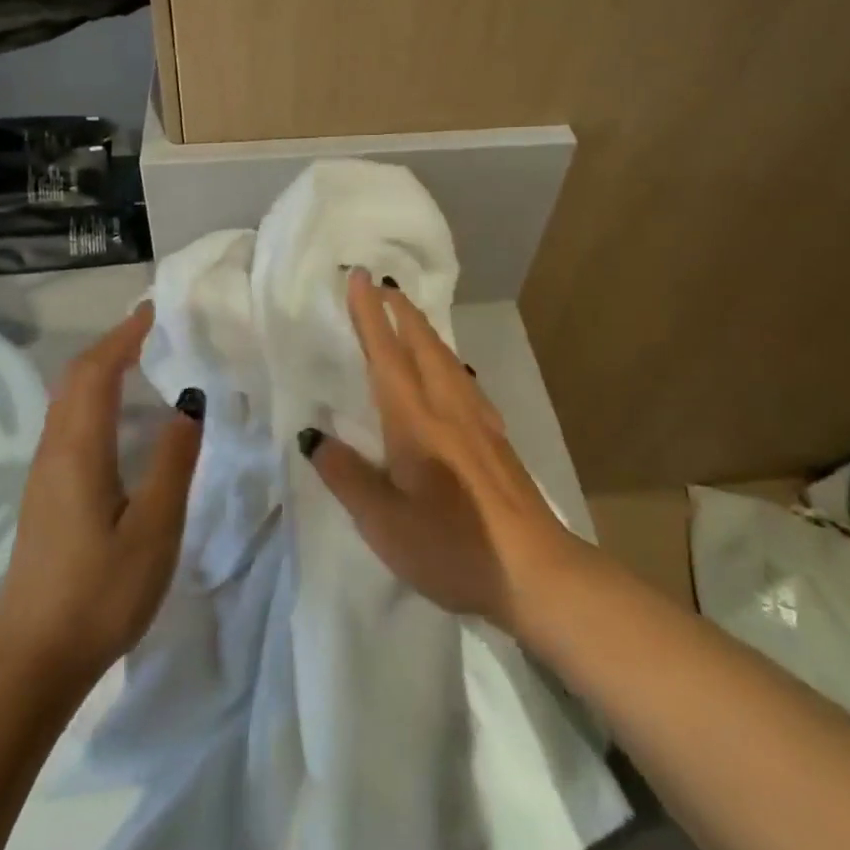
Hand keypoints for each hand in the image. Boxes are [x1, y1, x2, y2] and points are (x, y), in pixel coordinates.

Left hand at [0, 302, 203, 687]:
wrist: (31, 661)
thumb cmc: (100, 592)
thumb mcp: (154, 528)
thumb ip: (172, 461)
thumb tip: (189, 403)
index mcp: (78, 450)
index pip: (97, 371)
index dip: (124, 336)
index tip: (154, 311)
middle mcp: (54, 451)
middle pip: (75, 378)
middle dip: (110, 345)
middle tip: (150, 330)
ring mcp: (43, 475)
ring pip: (67, 401)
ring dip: (99, 370)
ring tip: (139, 361)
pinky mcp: (44, 496)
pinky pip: (67, 424)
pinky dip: (92, 399)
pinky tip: (116, 418)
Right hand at [306, 269, 576, 634]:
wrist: (537, 572)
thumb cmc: (453, 549)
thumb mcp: (385, 524)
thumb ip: (347, 476)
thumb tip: (313, 437)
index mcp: (416, 422)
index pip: (387, 355)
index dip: (370, 315)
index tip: (360, 277)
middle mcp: (448, 408)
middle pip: (423, 344)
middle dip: (400, 311)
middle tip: (382, 285)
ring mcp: (479, 421)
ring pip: (446, 358)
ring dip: (423, 329)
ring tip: (407, 317)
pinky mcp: (496, 438)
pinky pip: (462, 378)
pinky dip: (444, 358)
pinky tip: (448, 372)